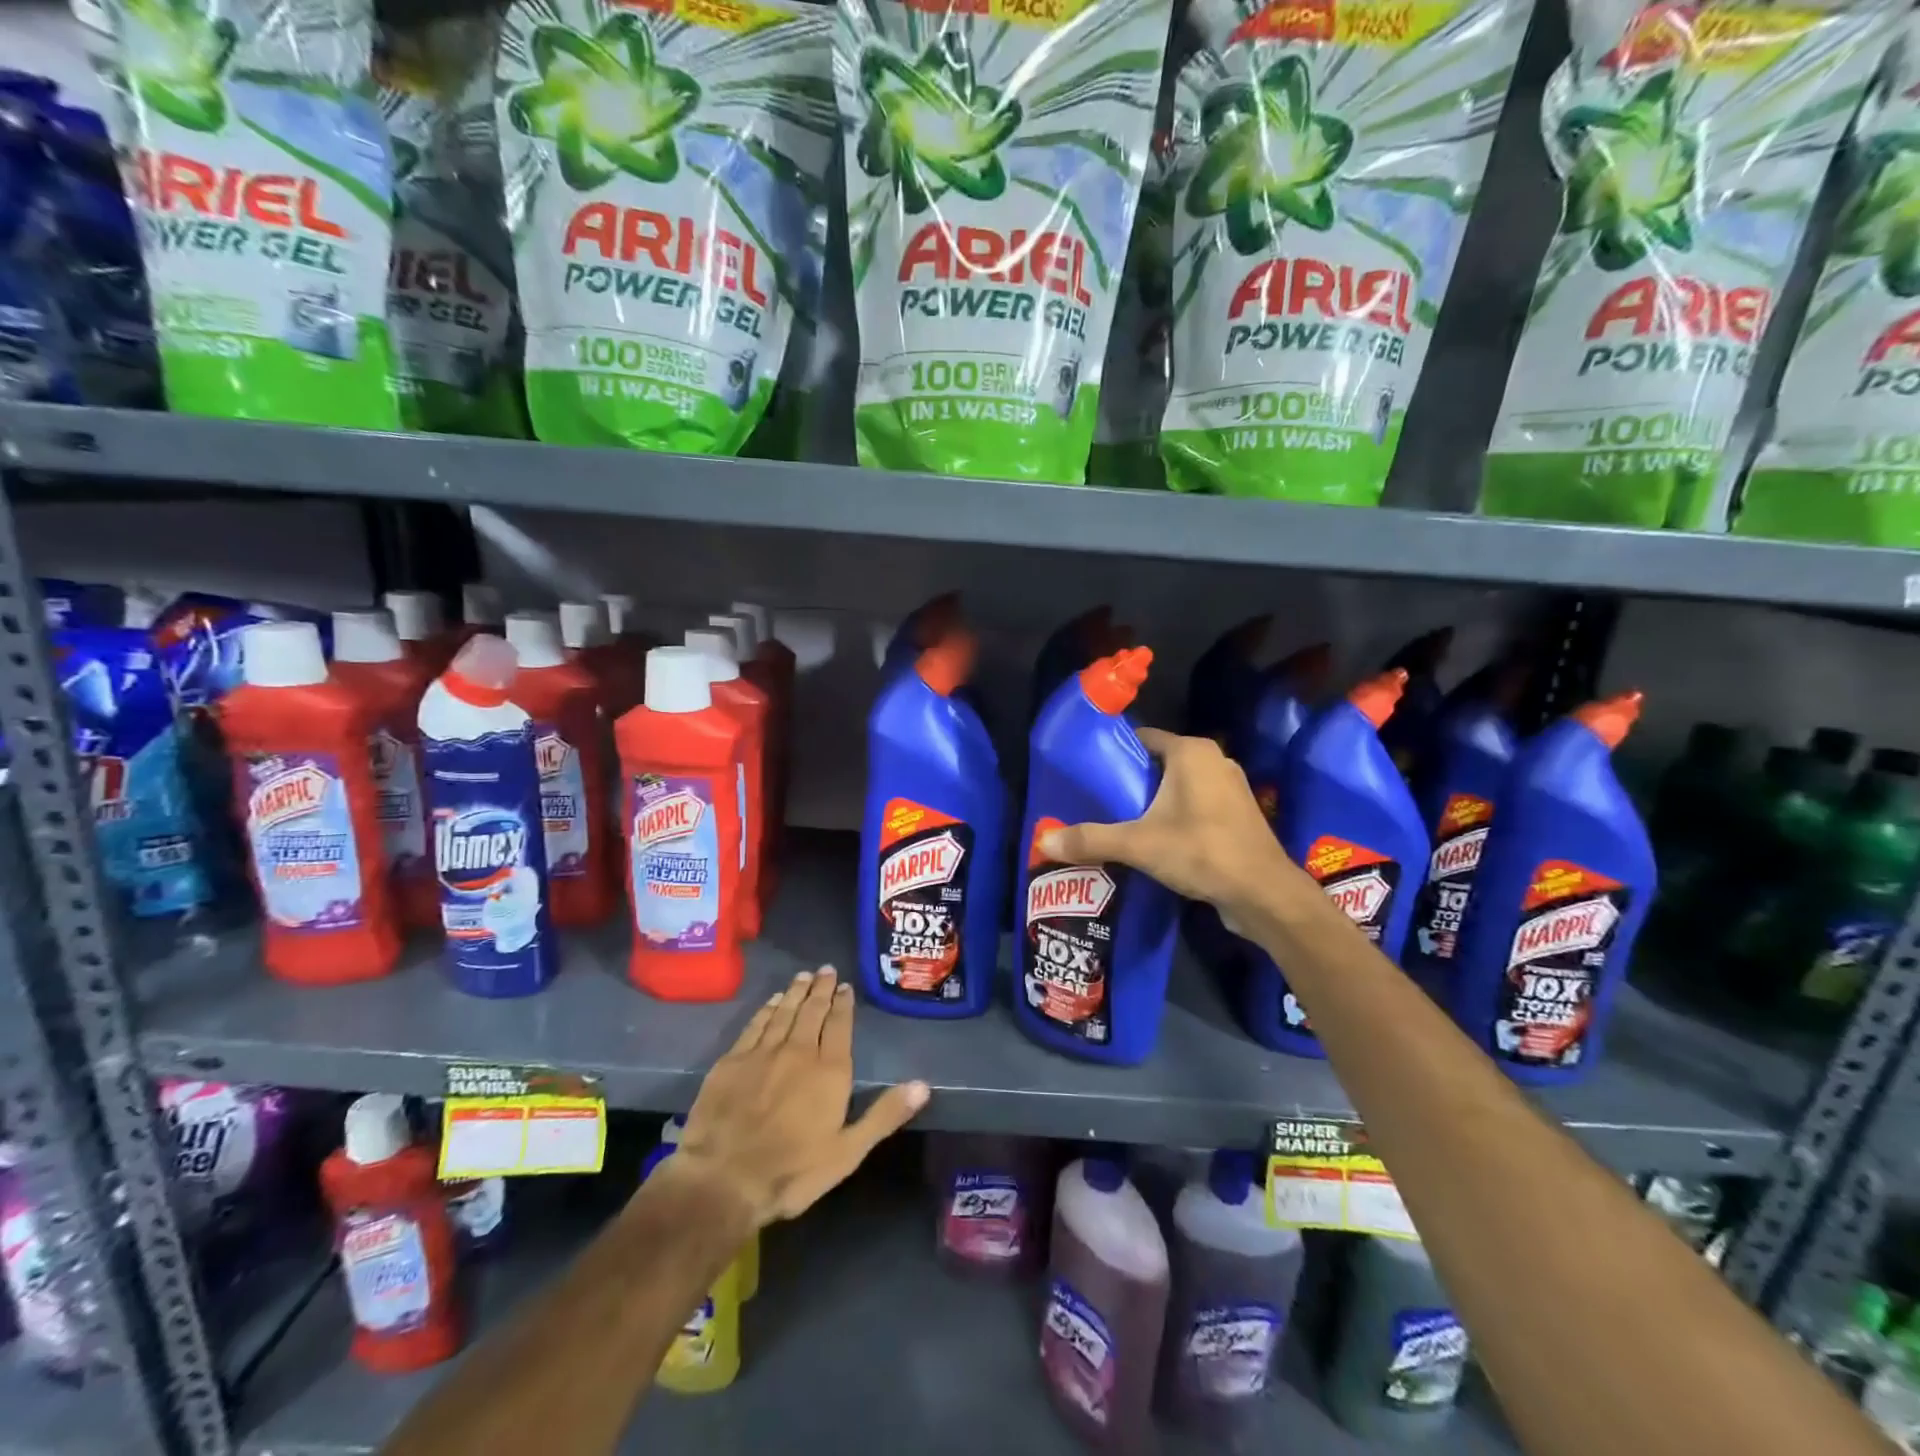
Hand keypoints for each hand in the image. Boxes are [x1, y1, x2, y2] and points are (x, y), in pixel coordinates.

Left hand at [669, 967, 928, 1229]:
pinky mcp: (732, 1061)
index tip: (845, 986)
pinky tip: (772, 1002)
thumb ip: (884, 1115)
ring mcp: (763, 1053)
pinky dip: (766, 1009)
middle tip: (825, 970)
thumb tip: (923, 1085)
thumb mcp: (848, 1152)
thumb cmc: (792, 1172)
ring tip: (803, 976)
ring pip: (784, 1012)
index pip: (839, 1025)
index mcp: (829, 1071)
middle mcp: (798, 1051)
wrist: (723, 1180)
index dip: (843, 1004)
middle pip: (812, 1011)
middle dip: (821, 989)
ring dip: (795, 992)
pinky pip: (755, 1025)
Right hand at [1038, 728, 1309, 933]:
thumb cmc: (1202, 852)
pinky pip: (1196, 805)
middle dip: (1130, 781)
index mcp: (1191, 752)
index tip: (1087, 774)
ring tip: (1120, 822)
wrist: (1264, 894)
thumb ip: (1090, 839)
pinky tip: (1155, 840)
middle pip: (1158, 763)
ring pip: (1178, 786)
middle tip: (1097, 802)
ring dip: (1153, 801)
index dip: (1113, 754)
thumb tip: (1042, 840)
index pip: (1142, 738)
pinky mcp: (1238, 814)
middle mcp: (1214, 760)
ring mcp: (1230, 787)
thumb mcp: (1138, 844)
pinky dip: (1175, 816)